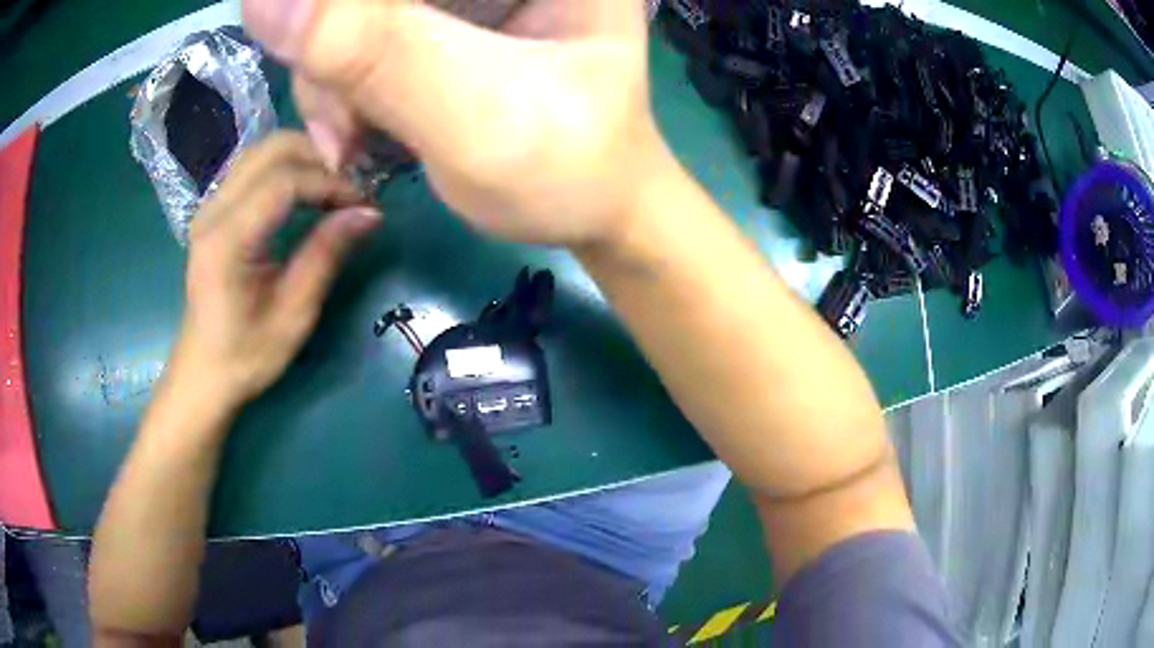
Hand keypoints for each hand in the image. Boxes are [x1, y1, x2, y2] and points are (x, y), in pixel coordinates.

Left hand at [173, 133, 380, 406]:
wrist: (203, 373)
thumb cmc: (246, 355)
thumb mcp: (294, 314)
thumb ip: (326, 254)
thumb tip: (370, 212)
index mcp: (228, 239)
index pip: (285, 181)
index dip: (330, 183)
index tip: (364, 203)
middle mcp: (214, 210)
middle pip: (272, 148)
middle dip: (319, 157)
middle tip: (352, 186)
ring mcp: (210, 205)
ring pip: (262, 150)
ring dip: (304, 158)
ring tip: (334, 185)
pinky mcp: (214, 210)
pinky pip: (253, 167)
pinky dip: (287, 167)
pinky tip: (307, 191)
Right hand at [242, 0, 669, 248]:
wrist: (590, 208)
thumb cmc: (566, 168)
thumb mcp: (477, 113)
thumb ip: (376, 50)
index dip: (344, 12)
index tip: (325, 58)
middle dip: (333, 43)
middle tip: (343, 117)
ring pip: (349, 14)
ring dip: (327, 74)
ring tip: (351, 140)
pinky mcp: (436, 22)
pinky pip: (353, 36)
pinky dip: (336, 85)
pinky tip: (353, 131)